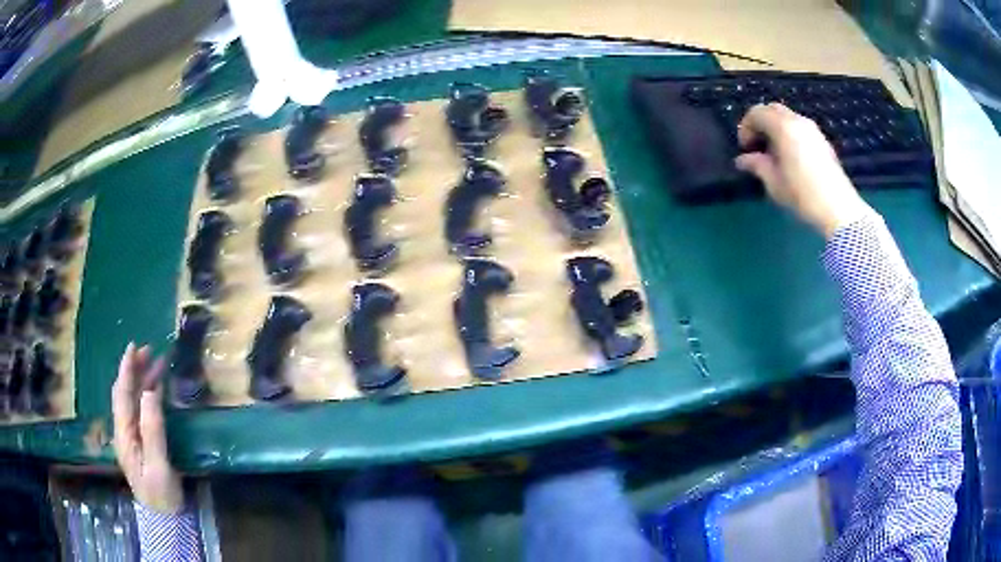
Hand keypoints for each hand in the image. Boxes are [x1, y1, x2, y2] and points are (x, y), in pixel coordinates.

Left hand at [112, 342, 182, 513]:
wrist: (165, 519)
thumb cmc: (162, 495)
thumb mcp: (158, 465)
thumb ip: (152, 430)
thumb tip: (150, 393)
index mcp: (124, 435)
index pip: (122, 395)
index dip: (126, 370)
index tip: (133, 347)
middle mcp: (124, 431)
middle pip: (125, 393)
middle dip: (134, 370)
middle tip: (150, 350)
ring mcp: (132, 437)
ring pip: (133, 400)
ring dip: (142, 380)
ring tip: (157, 363)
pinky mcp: (141, 443)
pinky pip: (140, 411)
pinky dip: (147, 395)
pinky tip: (156, 390)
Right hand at [735, 103, 870, 238]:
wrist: (839, 209)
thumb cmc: (802, 195)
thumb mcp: (774, 183)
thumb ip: (756, 165)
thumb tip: (743, 160)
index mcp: (783, 127)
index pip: (757, 112)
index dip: (746, 127)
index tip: (744, 148)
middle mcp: (798, 121)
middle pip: (772, 110)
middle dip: (761, 124)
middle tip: (757, 146)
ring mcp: (813, 130)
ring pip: (788, 118)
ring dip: (776, 129)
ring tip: (773, 154)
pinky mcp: (823, 141)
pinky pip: (800, 128)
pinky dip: (789, 135)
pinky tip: (790, 158)